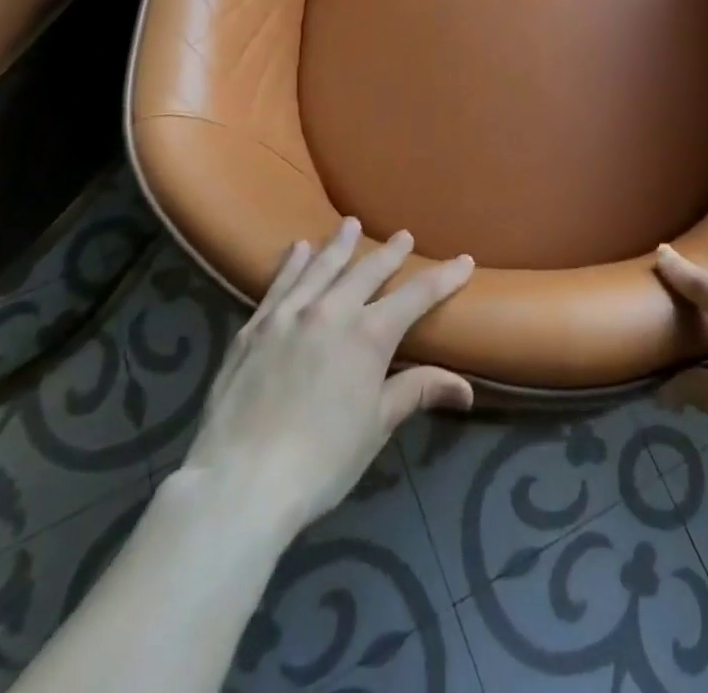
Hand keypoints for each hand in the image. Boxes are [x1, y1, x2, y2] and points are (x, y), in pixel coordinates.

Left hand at [178, 219, 473, 533]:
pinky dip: (292, 263)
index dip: (444, 277)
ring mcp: (289, 315)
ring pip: (321, 267)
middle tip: (403, 236)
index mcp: (369, 334)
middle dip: (391, 253)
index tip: (464, 261)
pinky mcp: (254, 328)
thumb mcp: (376, 426)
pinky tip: (297, 249)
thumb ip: (417, 392)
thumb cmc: (321, 460)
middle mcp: (332, 311)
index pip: (417, 295)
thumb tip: (467, 389)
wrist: (240, 482)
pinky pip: (278, 284)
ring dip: (340, 244)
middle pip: (368, 270)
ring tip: (350, 224)